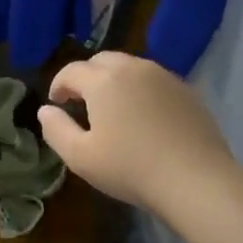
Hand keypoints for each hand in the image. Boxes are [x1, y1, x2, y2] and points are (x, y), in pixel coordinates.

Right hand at [38, 53, 234, 213]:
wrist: (196, 181)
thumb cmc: (130, 168)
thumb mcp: (79, 157)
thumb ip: (55, 129)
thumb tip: (46, 110)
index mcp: (103, 81)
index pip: (71, 71)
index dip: (58, 85)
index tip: (56, 104)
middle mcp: (134, 68)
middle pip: (101, 61)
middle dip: (86, 77)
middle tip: (81, 102)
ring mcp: (164, 77)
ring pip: (130, 67)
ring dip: (114, 81)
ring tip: (112, 108)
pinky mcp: (187, 91)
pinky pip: (154, 81)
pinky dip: (140, 90)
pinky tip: (143, 117)